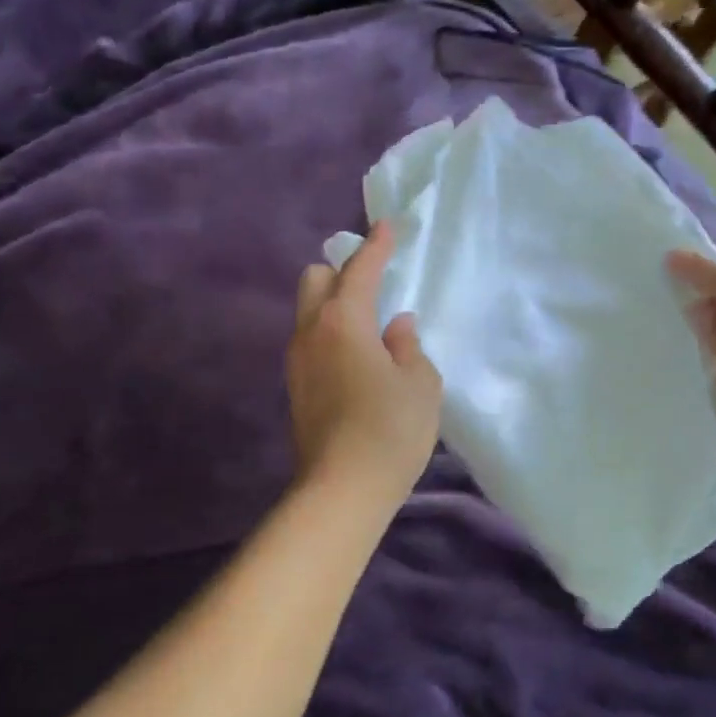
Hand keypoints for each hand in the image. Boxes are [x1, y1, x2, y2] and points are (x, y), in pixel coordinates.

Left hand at [288, 221, 443, 510]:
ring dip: (334, 306)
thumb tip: (394, 327)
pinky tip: (356, 360)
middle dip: (341, 271)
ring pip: (308, 312)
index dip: (377, 245)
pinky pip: (311, 342)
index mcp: (344, 321)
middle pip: (315, 279)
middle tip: (372, 285)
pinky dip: (330, 335)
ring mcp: (296, 361)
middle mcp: (311, 332)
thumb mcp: (420, 384)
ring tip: (368, 327)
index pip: (360, 269)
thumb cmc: (390, 430)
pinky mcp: (295, 388)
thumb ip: (408, 346)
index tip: (386, 226)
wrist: (341, 490)